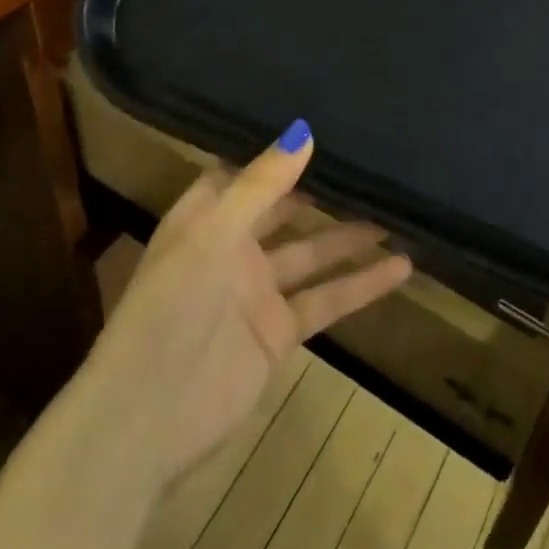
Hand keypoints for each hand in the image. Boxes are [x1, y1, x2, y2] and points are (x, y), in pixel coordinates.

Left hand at [82, 121, 412, 485]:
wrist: (147, 420)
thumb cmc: (170, 308)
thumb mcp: (213, 235)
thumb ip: (261, 186)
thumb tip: (305, 132)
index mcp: (204, 218)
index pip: (243, 173)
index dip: (276, 154)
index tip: (321, 128)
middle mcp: (231, 248)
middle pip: (284, 210)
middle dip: (321, 191)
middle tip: (370, 166)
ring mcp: (256, 292)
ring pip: (312, 253)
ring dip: (350, 237)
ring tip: (397, 214)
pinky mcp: (278, 332)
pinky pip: (326, 299)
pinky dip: (362, 285)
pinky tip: (401, 267)